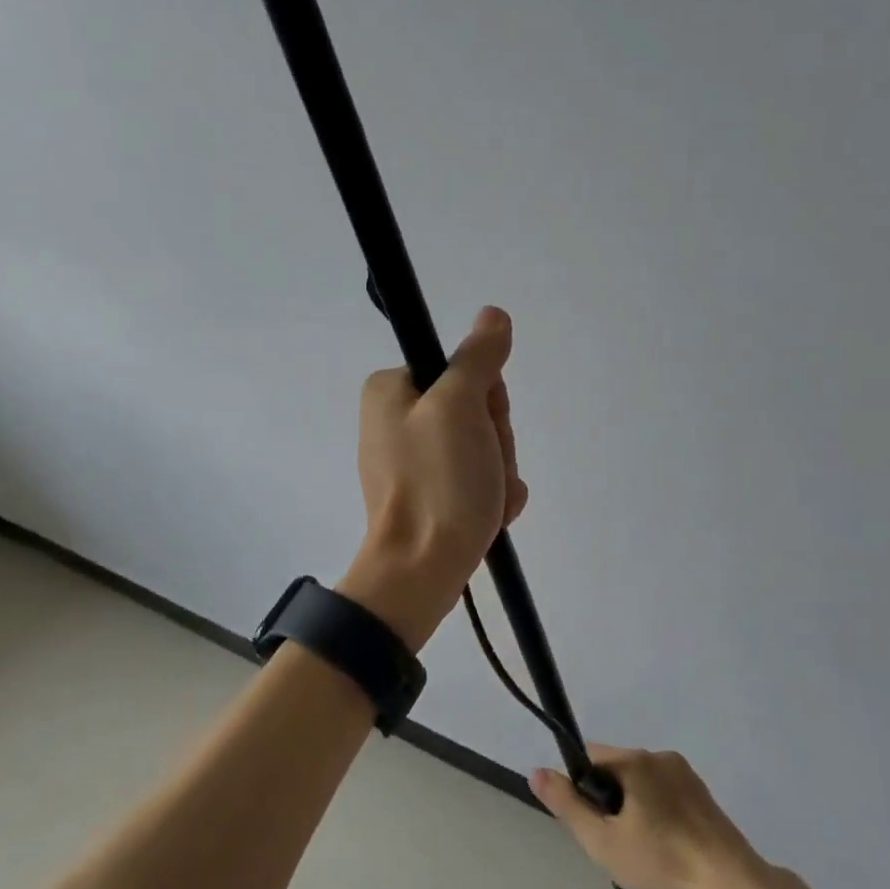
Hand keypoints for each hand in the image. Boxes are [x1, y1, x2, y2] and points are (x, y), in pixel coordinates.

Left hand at [338, 306, 527, 649]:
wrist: (420, 572)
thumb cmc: (437, 484)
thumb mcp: (459, 407)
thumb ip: (478, 358)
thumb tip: (493, 316)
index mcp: (391, 390)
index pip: (464, 371)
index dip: (487, 400)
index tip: (482, 427)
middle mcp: (396, 419)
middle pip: (475, 410)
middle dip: (494, 442)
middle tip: (484, 469)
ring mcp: (413, 460)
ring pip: (482, 446)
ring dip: (498, 472)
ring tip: (486, 500)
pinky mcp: (428, 494)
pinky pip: (475, 478)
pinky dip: (491, 495)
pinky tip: (489, 514)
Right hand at [529, 746, 785, 888]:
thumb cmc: (663, 864)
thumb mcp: (603, 842)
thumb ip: (567, 805)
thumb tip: (536, 771)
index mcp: (636, 760)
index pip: (589, 758)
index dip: (581, 790)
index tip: (592, 825)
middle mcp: (661, 757)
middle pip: (616, 771)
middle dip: (608, 804)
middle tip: (617, 847)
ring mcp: (687, 776)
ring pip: (641, 786)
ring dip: (633, 812)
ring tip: (644, 856)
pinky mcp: (705, 798)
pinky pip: (666, 797)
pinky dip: (658, 818)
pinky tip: (668, 854)